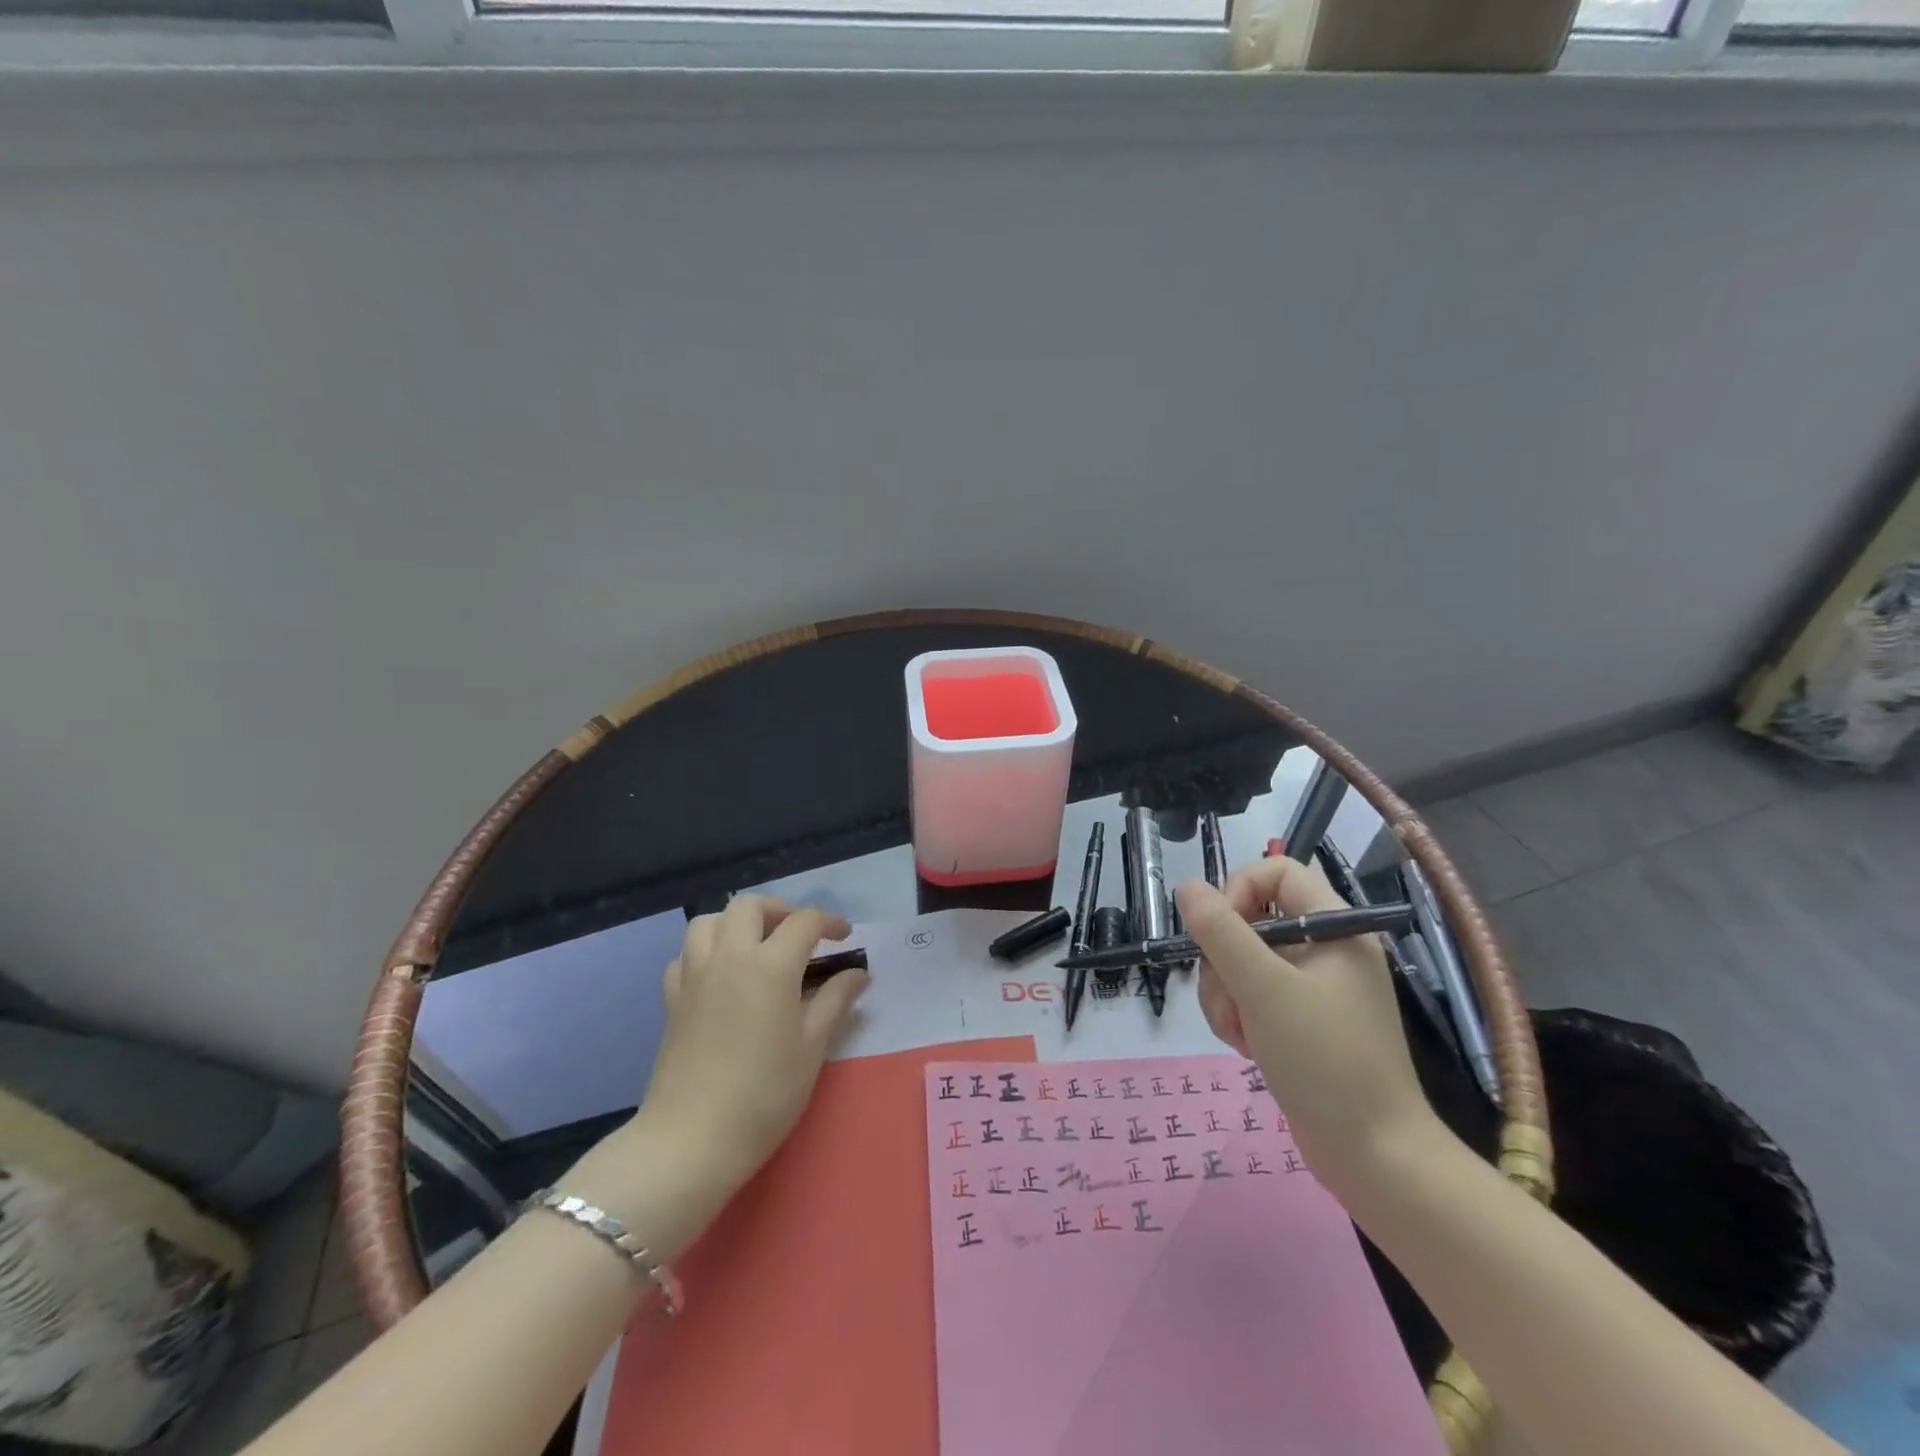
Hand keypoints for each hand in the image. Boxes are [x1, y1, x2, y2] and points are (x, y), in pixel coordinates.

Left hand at [633, 896, 864, 1189]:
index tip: (845, 938)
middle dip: (780, 910)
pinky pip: (685, 955)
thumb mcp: (812, 1047)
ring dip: (736, 922)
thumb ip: (835, 1001)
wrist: (691, 1139)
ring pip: (710, 921)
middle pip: (750, 906)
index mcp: (770, 965)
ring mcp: (695, 975)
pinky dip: (705, 952)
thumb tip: (858, 974)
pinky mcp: (672, 999)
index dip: (830, 922)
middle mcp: (729, 957)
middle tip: (799, 935)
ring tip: (757, 946)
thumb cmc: (764, 1094)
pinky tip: (720, 976)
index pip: (804, 921)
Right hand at [1175, 861, 1436, 1197]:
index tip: (1216, 930)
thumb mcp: (1262, 988)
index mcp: (1335, 927)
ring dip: (1226, 994)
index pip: (1275, 871)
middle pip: (1250, 920)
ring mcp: (1313, 987)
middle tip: (1228, 997)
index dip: (1238, 890)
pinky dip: (1239, 1016)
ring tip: (1240, 1033)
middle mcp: (1325, 949)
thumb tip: (1186, 886)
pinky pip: (1251, 995)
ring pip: (1242, 962)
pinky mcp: (1300, 1020)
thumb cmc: (1324, 1059)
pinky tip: (1247, 1048)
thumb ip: (1220, 931)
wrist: (1373, 1155)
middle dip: (1224, 959)